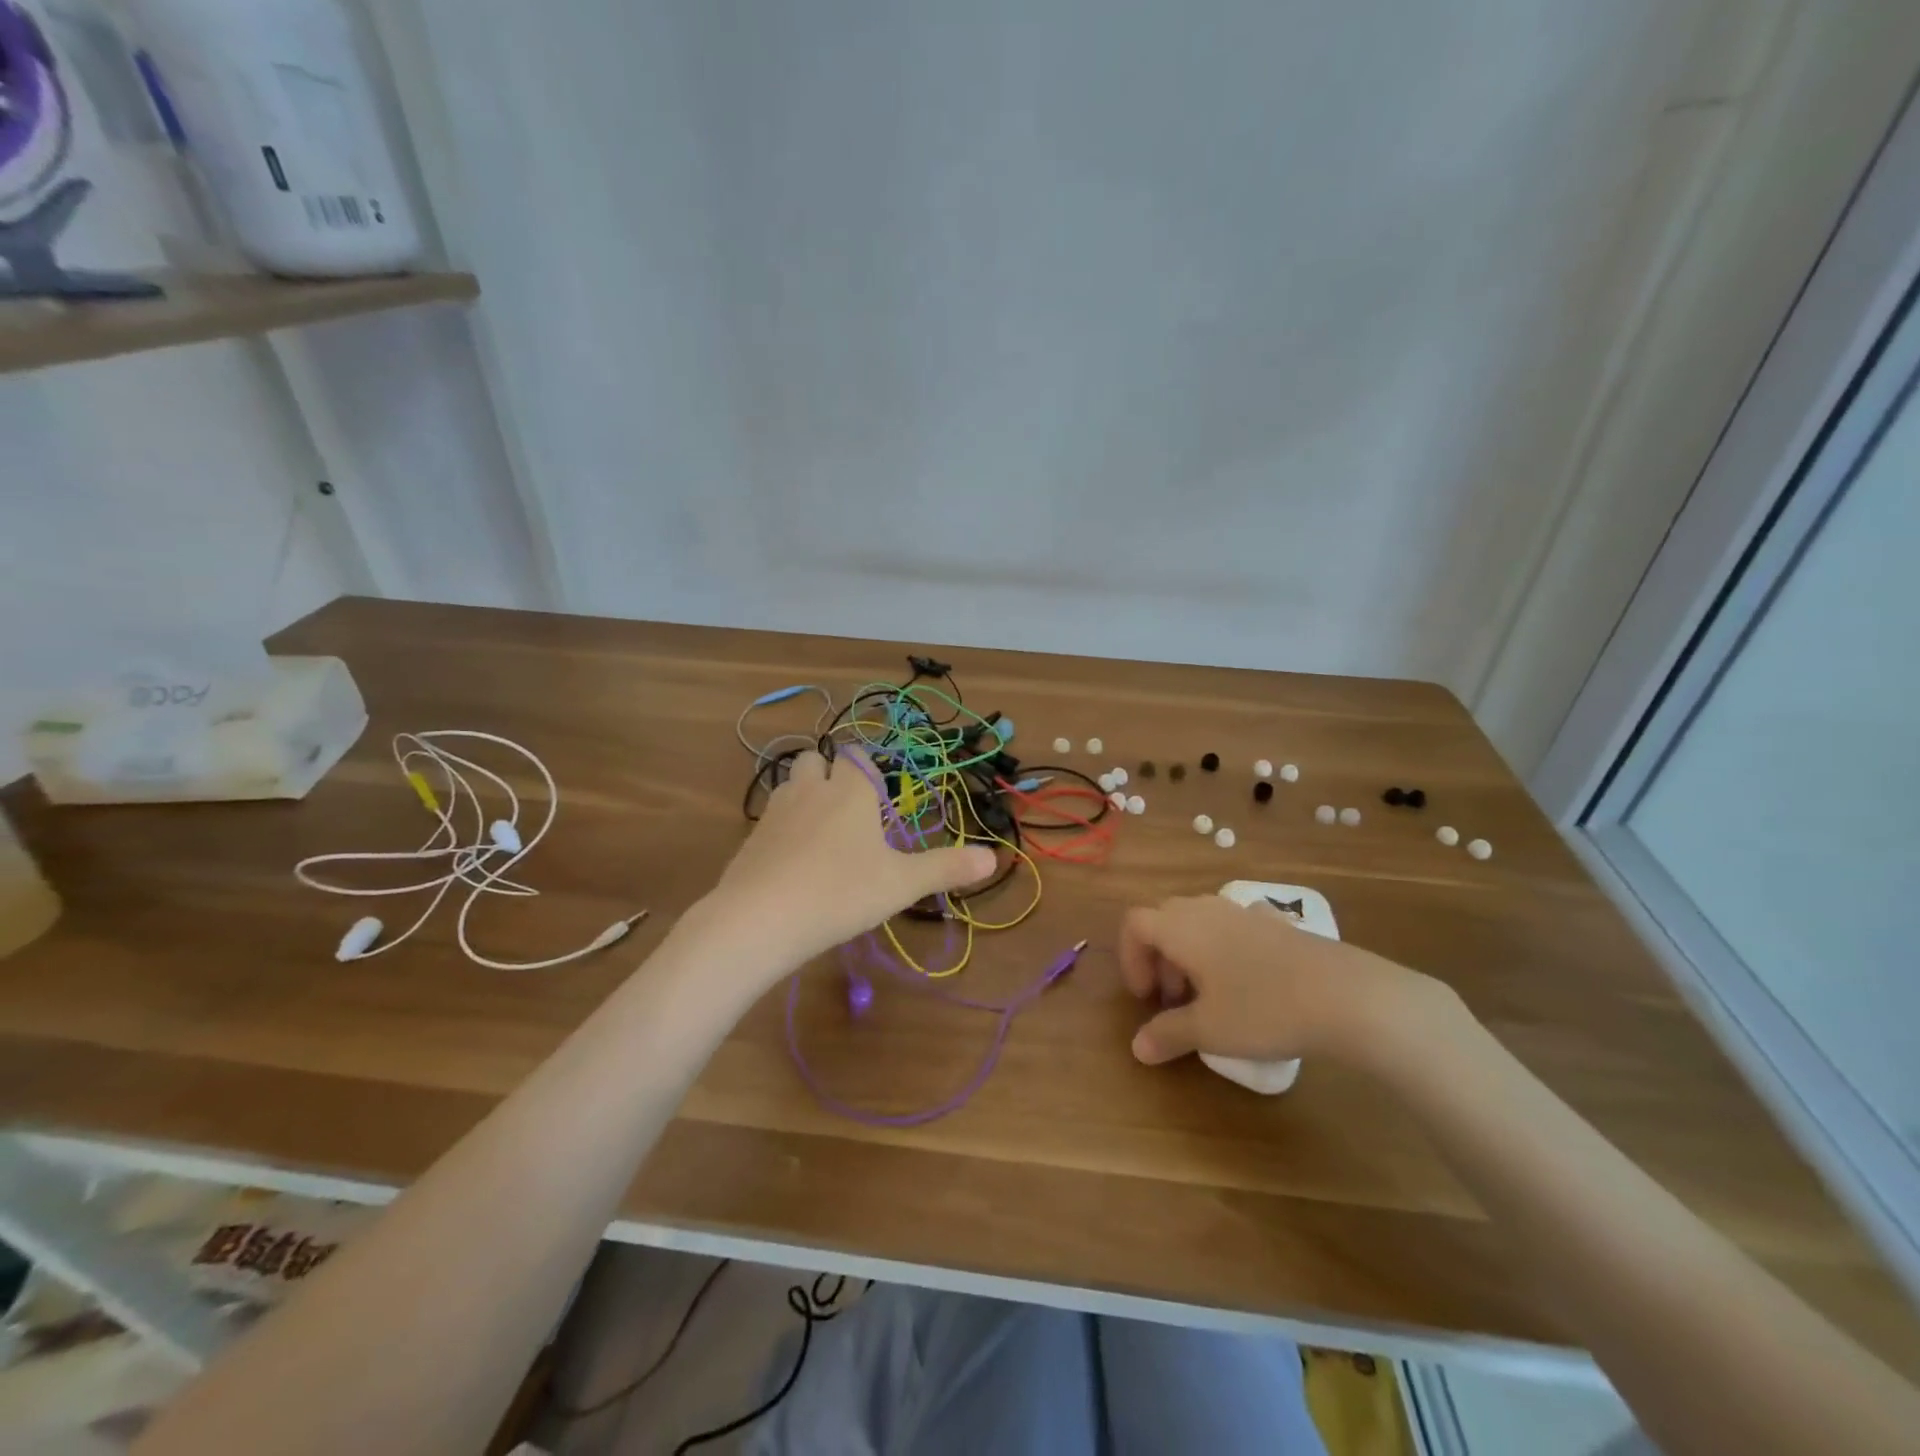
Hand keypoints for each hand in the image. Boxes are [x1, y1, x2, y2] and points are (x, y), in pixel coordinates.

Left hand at [707, 746, 996, 971]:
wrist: (760, 918)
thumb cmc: (841, 892)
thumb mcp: (901, 884)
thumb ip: (946, 868)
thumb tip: (994, 857)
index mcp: (850, 791)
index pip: (858, 756)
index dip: (868, 769)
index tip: (879, 796)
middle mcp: (811, 790)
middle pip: (817, 759)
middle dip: (831, 773)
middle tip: (850, 810)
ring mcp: (776, 812)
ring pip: (790, 783)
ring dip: (805, 795)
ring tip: (822, 832)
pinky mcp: (751, 838)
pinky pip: (771, 818)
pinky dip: (784, 827)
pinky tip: (794, 861)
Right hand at [1120, 895, 1429, 1066]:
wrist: (1347, 996)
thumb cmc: (1263, 1009)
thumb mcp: (1209, 1030)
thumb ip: (1168, 1034)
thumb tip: (1138, 1048)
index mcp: (1181, 927)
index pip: (1135, 924)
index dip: (1131, 959)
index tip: (1146, 998)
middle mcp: (1207, 909)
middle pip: (1165, 920)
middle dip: (1160, 959)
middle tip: (1174, 1001)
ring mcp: (1245, 912)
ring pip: (1200, 922)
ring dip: (1192, 954)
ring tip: (1211, 996)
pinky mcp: (1278, 924)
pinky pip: (1236, 927)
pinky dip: (1228, 948)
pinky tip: (1249, 980)